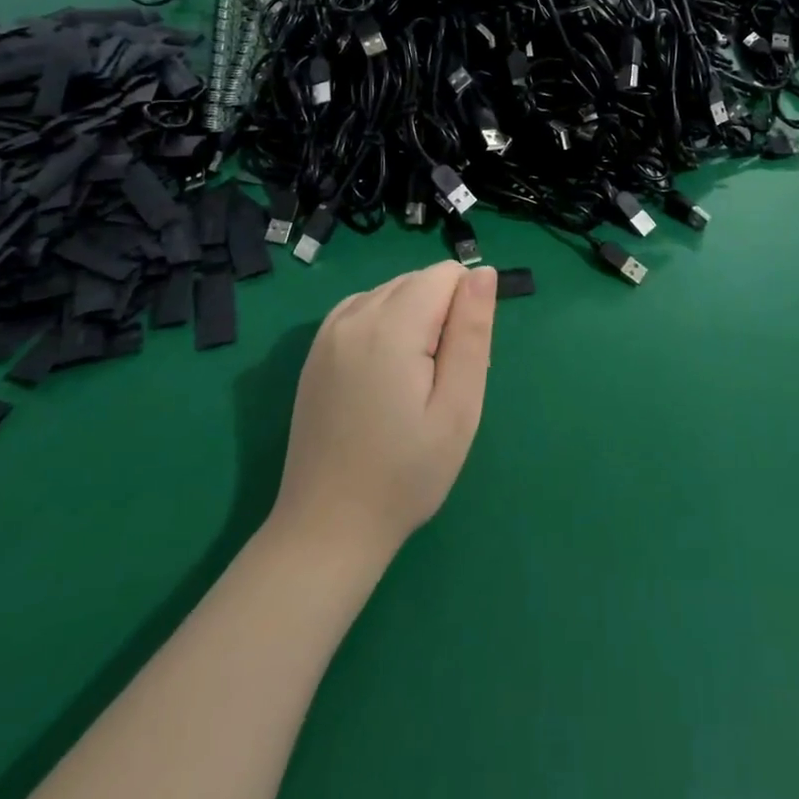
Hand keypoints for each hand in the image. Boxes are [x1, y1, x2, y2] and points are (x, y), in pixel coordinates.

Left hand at [271, 262, 495, 565]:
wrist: (328, 527)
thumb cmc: (406, 473)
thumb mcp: (458, 407)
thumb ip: (472, 332)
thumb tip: (483, 272)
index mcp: (391, 326)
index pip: (447, 275)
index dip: (466, 311)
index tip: (459, 364)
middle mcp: (354, 314)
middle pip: (418, 281)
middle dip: (442, 314)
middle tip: (440, 382)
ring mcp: (328, 331)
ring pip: (392, 292)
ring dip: (413, 319)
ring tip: (412, 384)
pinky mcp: (315, 350)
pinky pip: (363, 309)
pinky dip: (384, 325)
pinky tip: (385, 374)